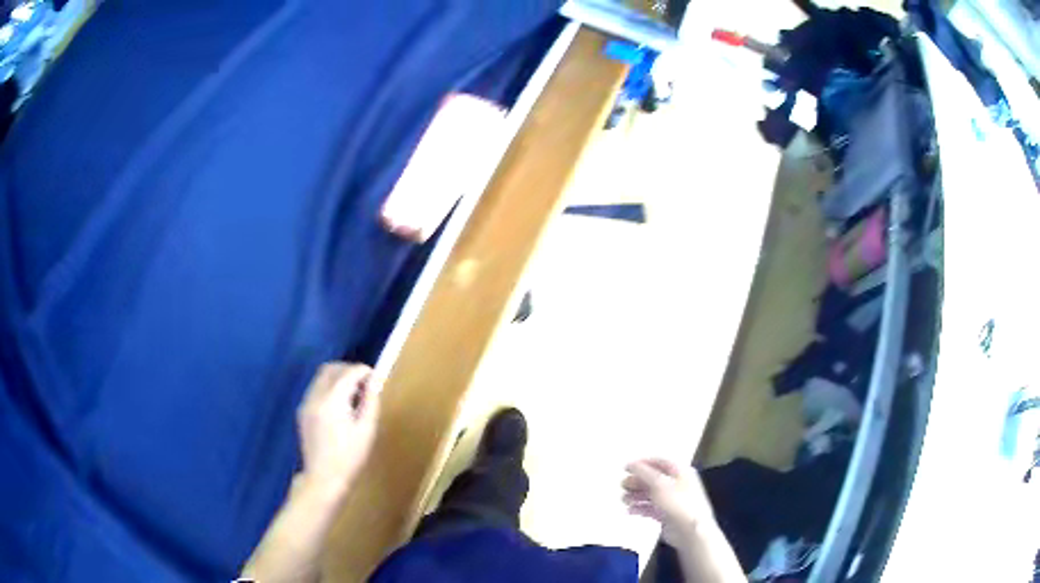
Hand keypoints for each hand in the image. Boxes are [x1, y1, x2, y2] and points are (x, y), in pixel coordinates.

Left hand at [297, 362, 379, 499]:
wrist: (324, 478)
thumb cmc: (349, 457)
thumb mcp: (366, 430)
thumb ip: (371, 401)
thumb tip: (375, 381)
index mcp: (332, 401)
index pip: (348, 373)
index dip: (364, 371)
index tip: (376, 377)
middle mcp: (315, 397)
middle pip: (330, 369)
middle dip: (348, 370)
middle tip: (365, 383)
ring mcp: (306, 404)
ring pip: (321, 377)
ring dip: (338, 378)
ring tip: (354, 395)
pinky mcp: (302, 412)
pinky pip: (316, 389)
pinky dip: (329, 388)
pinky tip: (340, 406)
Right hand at [622, 459, 715, 546]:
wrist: (689, 531)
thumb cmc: (678, 503)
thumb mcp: (659, 484)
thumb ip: (644, 473)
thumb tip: (631, 464)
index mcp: (680, 472)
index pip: (660, 462)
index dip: (643, 463)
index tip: (626, 468)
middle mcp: (677, 484)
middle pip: (653, 478)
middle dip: (637, 481)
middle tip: (623, 485)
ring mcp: (672, 500)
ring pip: (650, 494)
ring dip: (636, 495)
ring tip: (624, 500)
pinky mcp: (666, 514)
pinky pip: (650, 508)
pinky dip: (640, 508)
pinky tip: (630, 510)